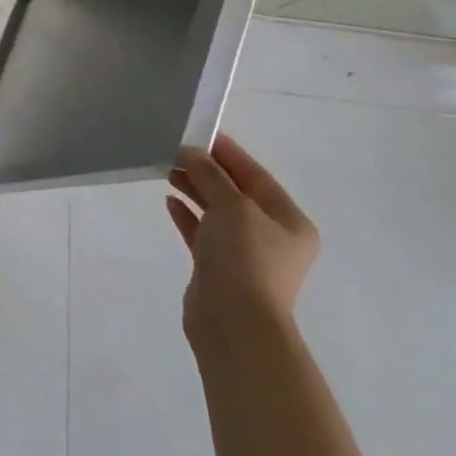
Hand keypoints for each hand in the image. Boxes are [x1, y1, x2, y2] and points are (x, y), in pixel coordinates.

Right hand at [166, 135, 319, 347]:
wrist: (234, 321)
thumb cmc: (244, 258)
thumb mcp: (232, 206)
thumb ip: (211, 175)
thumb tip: (191, 152)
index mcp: (289, 221)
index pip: (256, 176)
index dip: (228, 153)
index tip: (200, 133)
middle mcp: (272, 236)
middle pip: (236, 193)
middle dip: (207, 171)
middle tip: (175, 151)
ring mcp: (245, 254)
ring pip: (217, 212)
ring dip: (195, 190)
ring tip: (167, 171)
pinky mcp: (219, 267)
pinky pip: (203, 232)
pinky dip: (188, 215)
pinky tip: (169, 201)